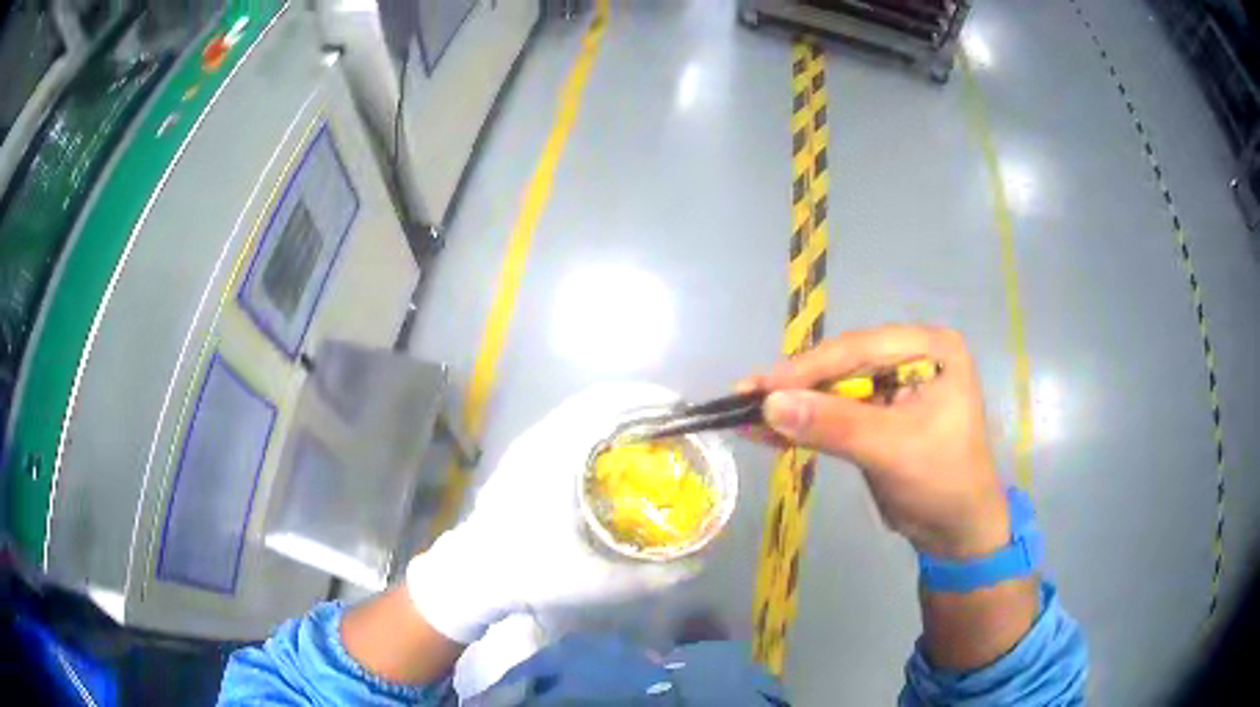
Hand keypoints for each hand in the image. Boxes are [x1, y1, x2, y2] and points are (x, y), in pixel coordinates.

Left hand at [407, 383, 698, 643]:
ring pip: (582, 411)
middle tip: (678, 427)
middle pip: (599, 400)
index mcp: (558, 456)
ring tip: (654, 437)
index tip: (685, 411)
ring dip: (619, 414)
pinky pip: (569, 425)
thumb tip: (701, 560)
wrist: (471, 574)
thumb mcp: (598, 583)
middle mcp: (542, 439)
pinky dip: (599, 427)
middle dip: (641, 404)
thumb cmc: (530, 573)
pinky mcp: (522, 456)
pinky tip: (615, 457)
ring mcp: (528, 444)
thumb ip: (654, 576)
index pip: (609, 404)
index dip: (650, 400)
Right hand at [741, 326, 1008, 559]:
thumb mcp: (892, 450)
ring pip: (833, 390)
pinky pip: (835, 414)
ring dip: (793, 407)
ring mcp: (894, 386)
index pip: (861, 349)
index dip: (808, 368)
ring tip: (745, 415)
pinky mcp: (877, 415)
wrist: (956, 532)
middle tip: (744, 399)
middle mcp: (912, 357)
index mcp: (931, 349)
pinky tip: (766, 431)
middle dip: (796, 387)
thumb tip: (768, 405)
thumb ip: (834, 425)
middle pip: (842, 365)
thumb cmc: (942, 482)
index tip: (759, 387)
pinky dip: (803, 425)